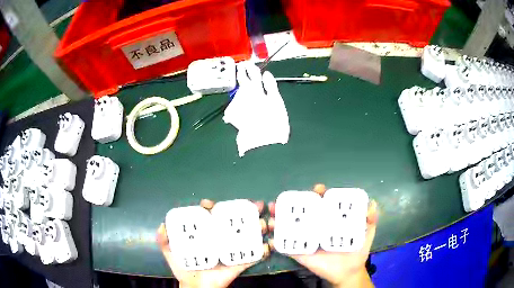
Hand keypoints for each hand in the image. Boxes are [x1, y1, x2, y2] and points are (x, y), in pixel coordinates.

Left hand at [157, 199, 269, 287]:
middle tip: (256, 205)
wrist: (196, 287)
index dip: (213, 207)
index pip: (212, 216)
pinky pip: (254, 257)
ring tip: (266, 221)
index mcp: (207, 234)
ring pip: (248, 235)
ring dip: (260, 227)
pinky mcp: (239, 263)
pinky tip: (269, 245)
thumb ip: (164, 240)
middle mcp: (221, 239)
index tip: (210, 204)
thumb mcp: (171, 253)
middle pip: (235, 222)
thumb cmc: (184, 269)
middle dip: (247, 212)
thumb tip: (163, 225)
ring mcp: (232, 250)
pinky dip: (263, 252)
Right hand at [268, 184, 377, 287]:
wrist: (349, 271)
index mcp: (330, 219)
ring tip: (271, 215)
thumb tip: (372, 203)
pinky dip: (277, 243)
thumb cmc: (357, 250)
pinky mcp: (301, 253)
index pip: (322, 202)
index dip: (318, 193)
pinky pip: (287, 247)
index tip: (318, 189)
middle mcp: (316, 226)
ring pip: (290, 227)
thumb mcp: (367, 232)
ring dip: (278, 219)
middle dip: (289, 204)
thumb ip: (370, 218)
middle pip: (301, 212)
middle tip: (281, 200)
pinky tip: (271, 237)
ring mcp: (307, 239)